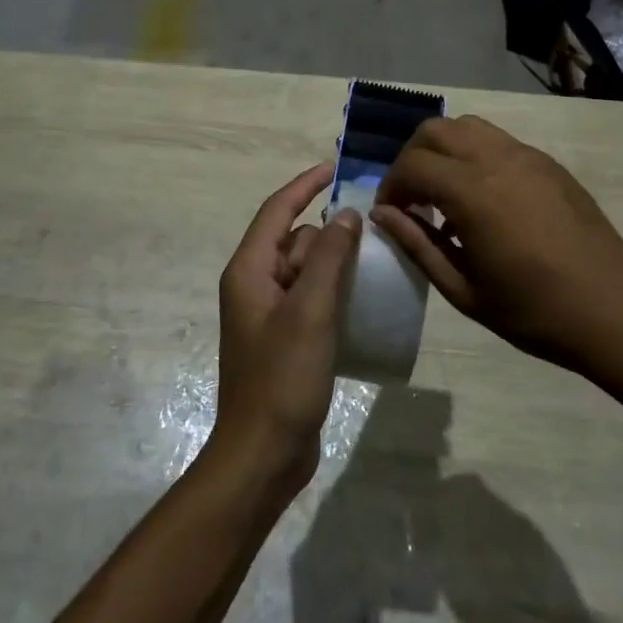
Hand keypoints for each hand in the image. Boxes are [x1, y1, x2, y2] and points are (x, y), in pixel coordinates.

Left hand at [211, 160, 361, 496]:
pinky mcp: (284, 338)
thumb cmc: (282, 377)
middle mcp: (253, 285)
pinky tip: (361, 300)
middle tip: (372, 232)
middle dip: (328, 232)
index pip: (276, 211)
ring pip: (304, 269)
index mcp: (249, 270)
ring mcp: (268, 314)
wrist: (263, 454)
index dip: (304, 186)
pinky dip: (333, 290)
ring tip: (374, 263)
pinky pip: (310, 298)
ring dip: (334, 262)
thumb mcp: (310, 310)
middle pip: (293, 240)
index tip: (335, 169)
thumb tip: (346, 215)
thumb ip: (328, 258)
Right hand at [372, 116, 622, 383]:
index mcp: (473, 193)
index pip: (412, 165)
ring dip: (444, 150)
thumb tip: (383, 214)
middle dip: (412, 158)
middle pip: (435, 130)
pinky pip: (498, 142)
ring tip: (444, 193)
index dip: (391, 186)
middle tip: (411, 198)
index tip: (390, 214)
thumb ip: (417, 244)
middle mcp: (498, 160)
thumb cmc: (534, 312)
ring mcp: (528, 157)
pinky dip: (475, 155)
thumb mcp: (463, 290)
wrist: (613, 311)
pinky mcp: (549, 164)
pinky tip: (482, 200)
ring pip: (468, 127)